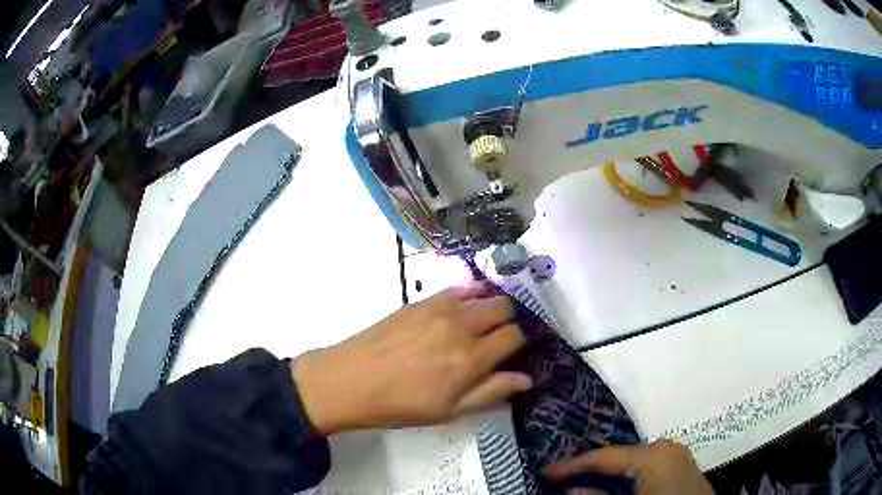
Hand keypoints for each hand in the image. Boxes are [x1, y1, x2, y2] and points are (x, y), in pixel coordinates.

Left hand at [292, 280, 531, 434]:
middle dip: (509, 321)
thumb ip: (491, 392)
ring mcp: (440, 309)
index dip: (519, 343)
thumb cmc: (401, 405)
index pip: (514, 336)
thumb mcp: (449, 411)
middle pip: (504, 308)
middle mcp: (461, 327)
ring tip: (483, 322)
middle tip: (499, 337)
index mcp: (470, 359)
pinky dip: (470, 292)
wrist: (351, 381)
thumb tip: (527, 378)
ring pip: (484, 294)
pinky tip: (465, 307)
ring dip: (491, 306)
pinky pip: (457, 287)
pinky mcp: (421, 301)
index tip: (511, 353)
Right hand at [543, 440, 712, 494]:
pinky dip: (625, 476)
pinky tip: (612, 486)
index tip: (544, 471)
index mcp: (652, 455)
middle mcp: (665, 447)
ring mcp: (675, 455)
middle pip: (618, 455)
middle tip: (562, 476)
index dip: (571, 465)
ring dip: (607, 473)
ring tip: (582, 481)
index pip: (603, 456)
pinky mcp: (680, 466)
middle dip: (590, 468)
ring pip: (631, 461)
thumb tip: (570, 490)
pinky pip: (645, 467)